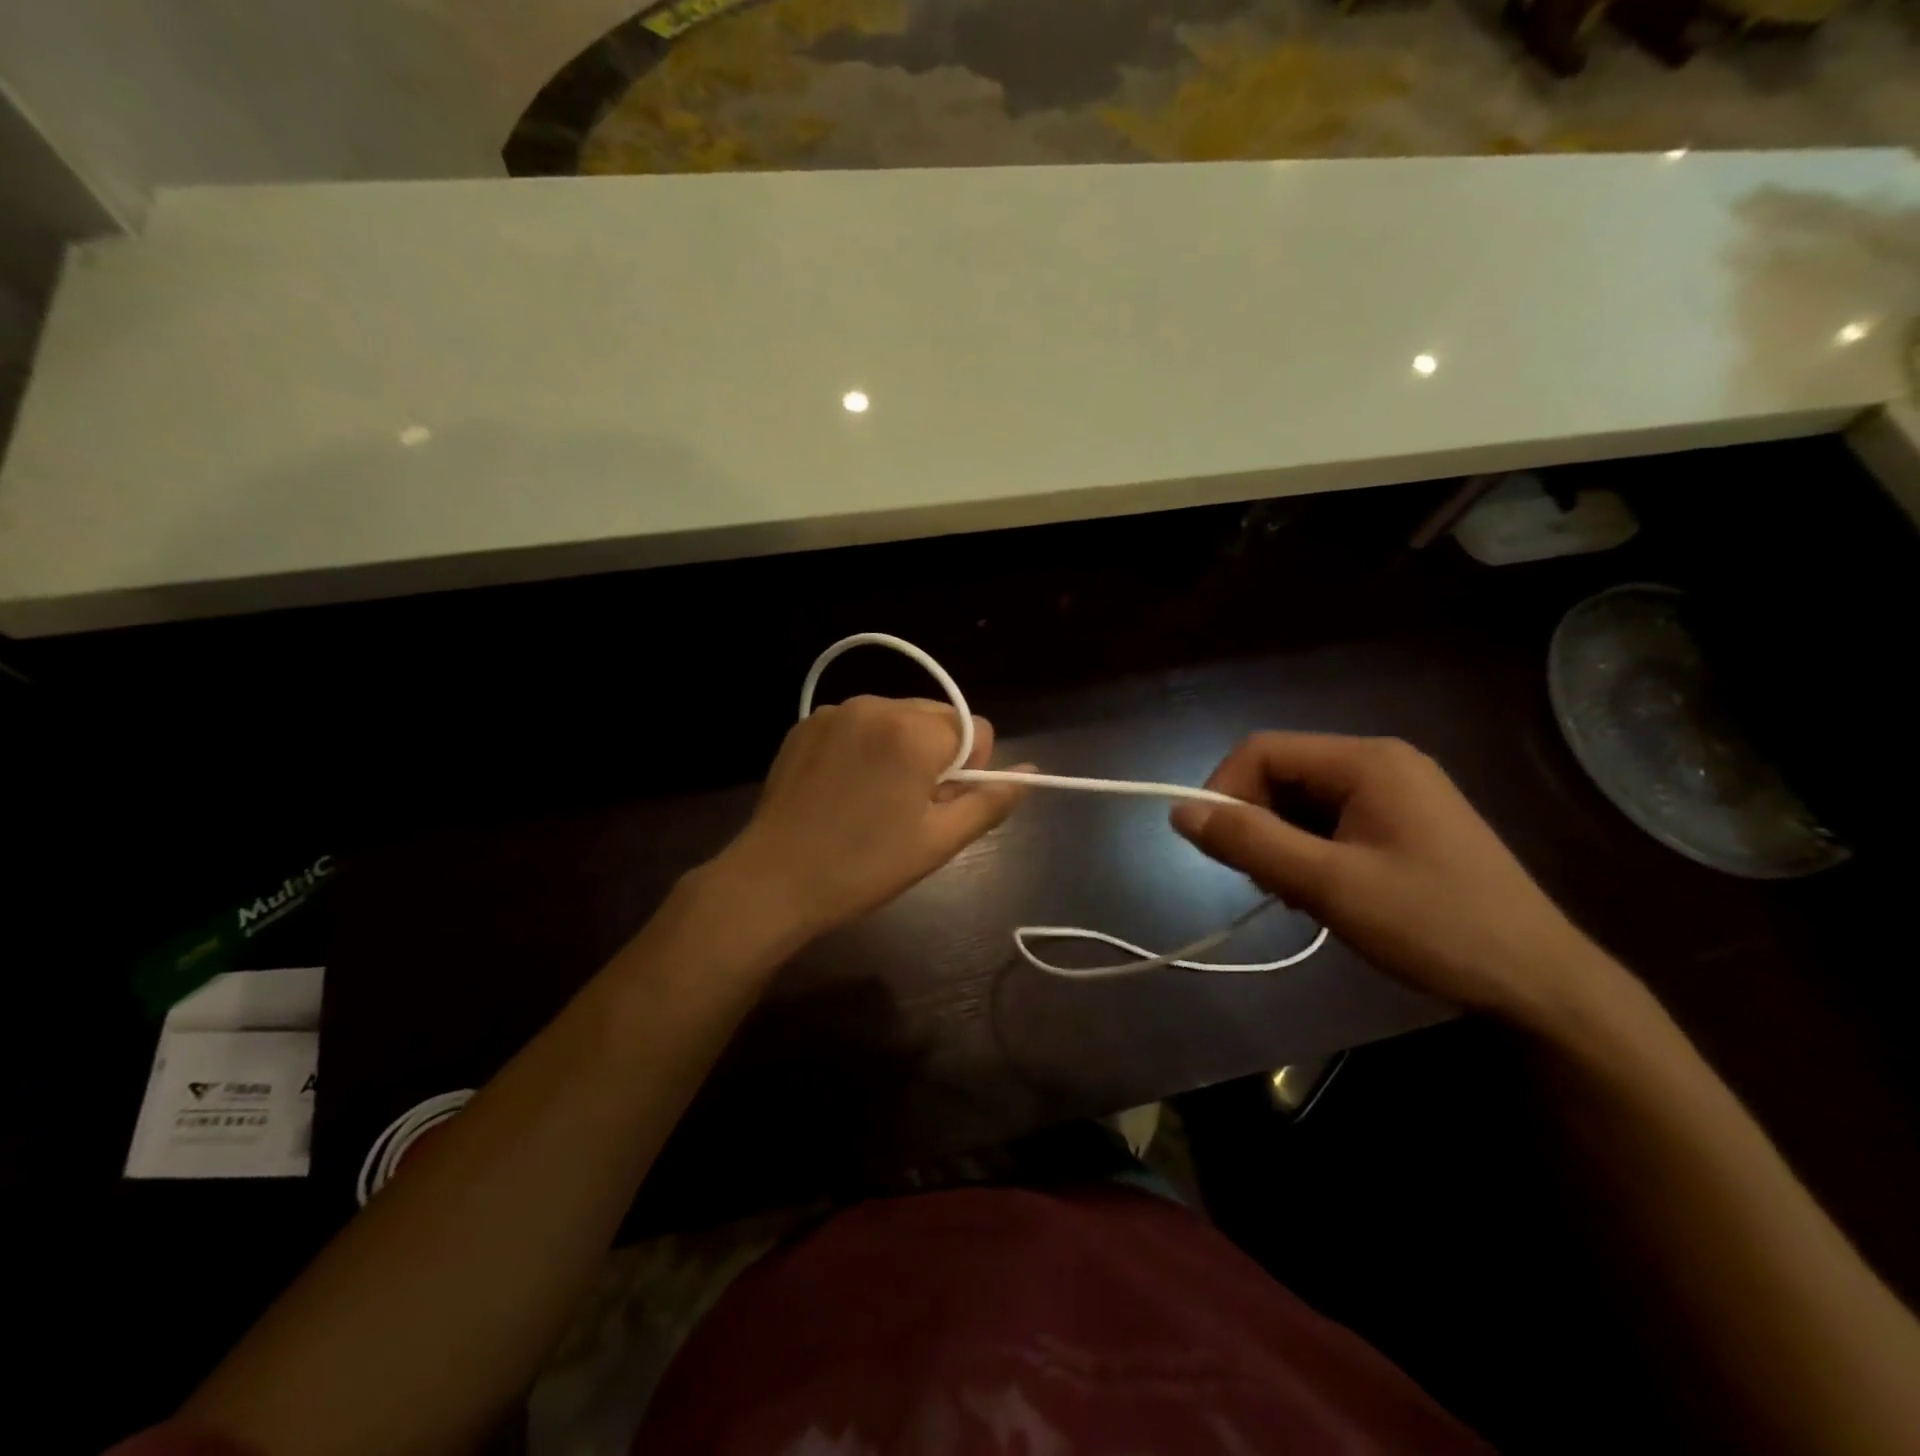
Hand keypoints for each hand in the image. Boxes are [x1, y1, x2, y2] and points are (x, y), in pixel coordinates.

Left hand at [710, 696, 1027, 947]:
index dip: (971, 770)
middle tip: (909, 806)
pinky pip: (859, 723)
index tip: (941, 804)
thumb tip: (1031, 774)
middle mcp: (877, 705)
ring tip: (874, 798)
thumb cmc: (865, 866)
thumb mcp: (939, 842)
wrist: (774, 879)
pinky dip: (865, 746)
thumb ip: (990, 801)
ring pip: (898, 718)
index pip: (977, 729)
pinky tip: (844, 787)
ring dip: (901, 748)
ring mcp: (837, 711)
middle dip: (937, 755)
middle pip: (937, 718)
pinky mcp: (807, 722)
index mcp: (915, 732)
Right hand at [1172, 733, 1616, 1029]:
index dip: (1225, 790)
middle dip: (1257, 822)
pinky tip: (1324, 894)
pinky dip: (1311, 852)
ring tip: (1297, 896)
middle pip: (1283, 773)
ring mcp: (1399, 793)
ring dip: (1283, 842)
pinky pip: (1334, 821)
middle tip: (1263, 882)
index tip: (1216, 847)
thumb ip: (1250, 842)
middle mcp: (1382, 763)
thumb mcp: (1329, 885)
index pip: (1263, 751)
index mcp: (1367, 760)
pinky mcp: (1407, 824)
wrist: (1540, 984)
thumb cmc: (1432, 925)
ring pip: (1305, 800)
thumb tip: (1179, 811)